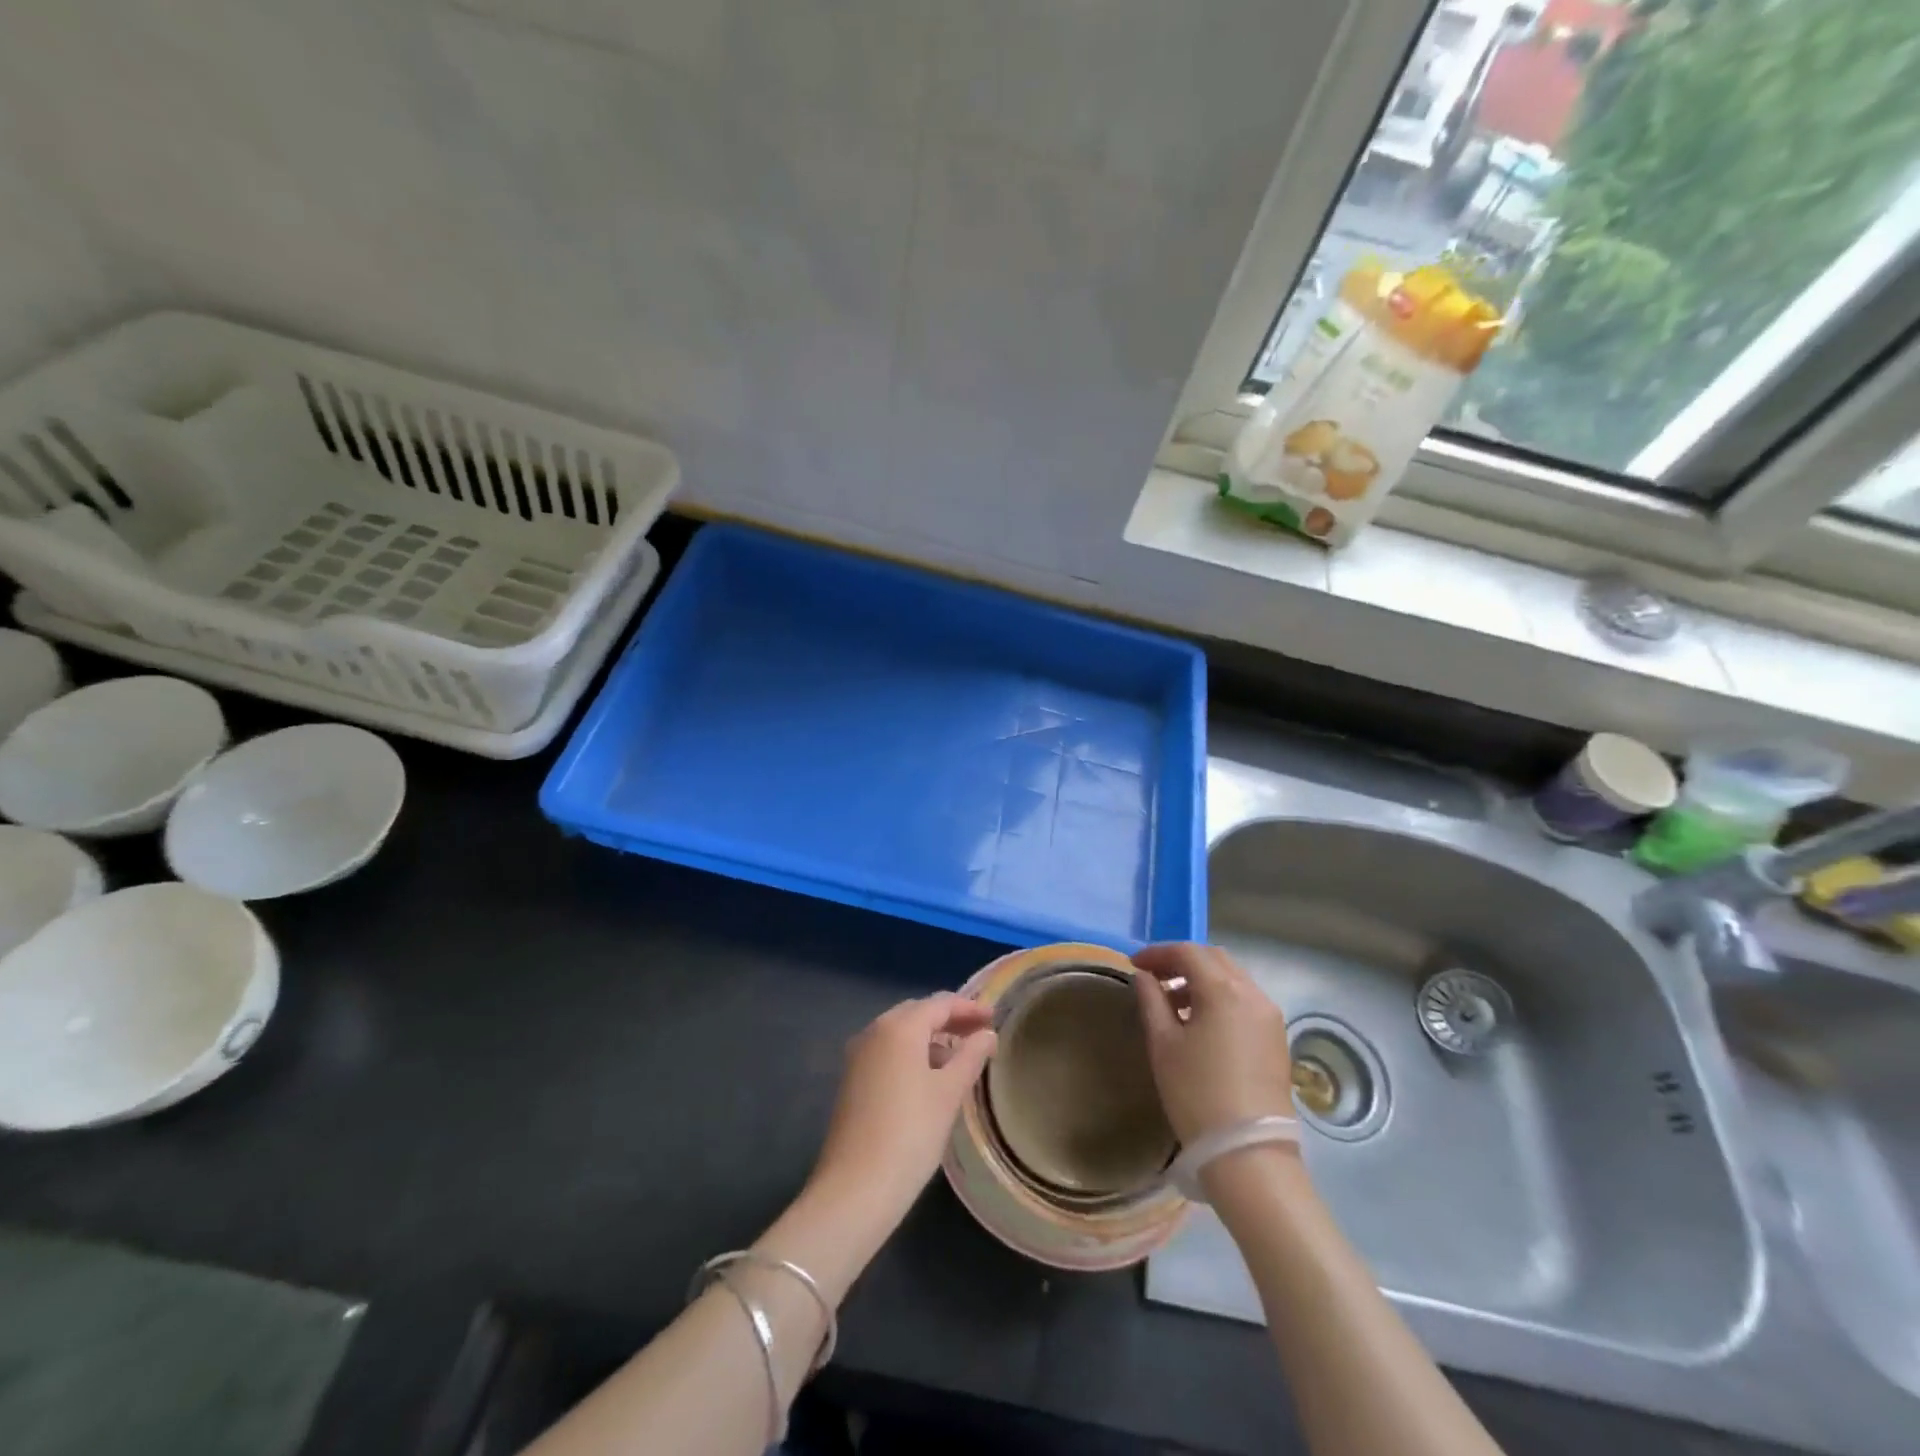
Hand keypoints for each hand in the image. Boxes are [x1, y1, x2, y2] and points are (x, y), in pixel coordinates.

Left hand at [809, 993, 996, 1228]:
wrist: (855, 1188)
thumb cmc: (911, 1133)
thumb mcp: (949, 1093)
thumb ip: (971, 1056)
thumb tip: (987, 1034)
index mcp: (899, 1027)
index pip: (940, 1003)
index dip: (969, 1008)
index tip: (994, 1019)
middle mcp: (874, 1031)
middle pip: (918, 1013)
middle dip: (949, 1020)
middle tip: (978, 1035)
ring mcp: (858, 1055)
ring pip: (901, 1033)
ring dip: (930, 1038)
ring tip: (959, 1059)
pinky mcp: (852, 1079)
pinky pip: (887, 1052)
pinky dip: (911, 1054)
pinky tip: (929, 1078)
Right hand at [1133, 943, 1293, 1144]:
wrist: (1249, 1154)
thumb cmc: (1197, 1094)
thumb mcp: (1163, 1044)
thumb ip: (1151, 1000)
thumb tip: (1144, 976)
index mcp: (1224, 989)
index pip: (1188, 952)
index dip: (1158, 953)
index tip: (1134, 965)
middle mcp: (1253, 993)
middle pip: (1214, 959)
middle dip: (1182, 961)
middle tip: (1153, 978)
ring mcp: (1270, 1016)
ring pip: (1233, 978)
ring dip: (1202, 979)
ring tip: (1173, 1003)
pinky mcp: (1277, 1038)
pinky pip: (1245, 1000)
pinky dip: (1221, 997)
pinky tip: (1201, 1022)